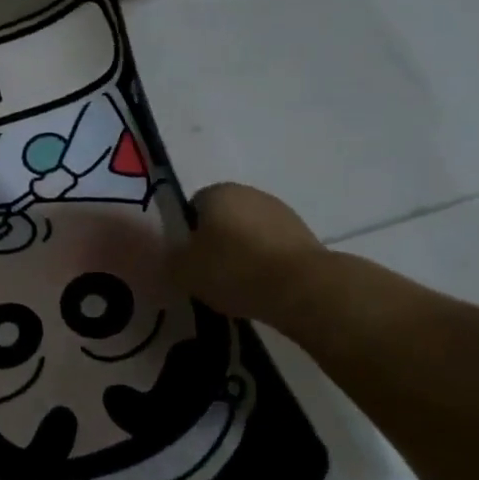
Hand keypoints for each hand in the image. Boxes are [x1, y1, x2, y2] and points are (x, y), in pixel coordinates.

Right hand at [172, 182, 332, 325]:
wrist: (302, 288)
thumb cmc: (233, 269)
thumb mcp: (184, 270)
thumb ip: (172, 260)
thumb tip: (174, 257)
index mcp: (217, 191)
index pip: (192, 208)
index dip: (188, 235)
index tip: (189, 261)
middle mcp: (249, 193)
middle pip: (223, 218)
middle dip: (217, 242)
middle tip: (211, 274)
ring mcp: (282, 212)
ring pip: (250, 233)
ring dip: (244, 253)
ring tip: (239, 286)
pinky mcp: (306, 236)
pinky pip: (273, 249)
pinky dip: (266, 264)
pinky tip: (263, 288)